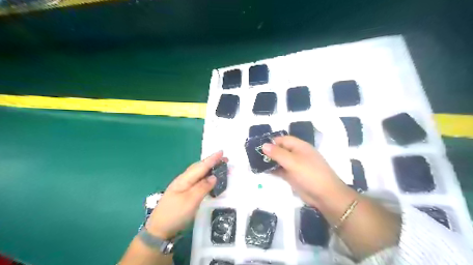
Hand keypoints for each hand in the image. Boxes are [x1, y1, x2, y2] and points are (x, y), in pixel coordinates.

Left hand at [145, 150, 223, 238]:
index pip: (201, 166)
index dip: (212, 159)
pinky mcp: (185, 195)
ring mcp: (183, 188)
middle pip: (200, 168)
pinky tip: (210, 180)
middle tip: (225, 159)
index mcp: (184, 179)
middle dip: (212, 162)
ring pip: (199, 174)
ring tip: (221, 168)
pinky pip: (198, 182)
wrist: (159, 231)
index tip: (222, 152)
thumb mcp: (190, 201)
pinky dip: (206, 178)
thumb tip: (214, 176)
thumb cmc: (175, 214)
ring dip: (210, 170)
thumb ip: (203, 187)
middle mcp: (184, 180)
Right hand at [263, 136, 349, 207]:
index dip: (272, 142)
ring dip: (270, 161)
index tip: (258, 146)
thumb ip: (277, 153)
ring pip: (280, 160)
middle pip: (281, 149)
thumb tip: (263, 145)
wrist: (325, 195)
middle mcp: (297, 154)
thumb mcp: (292, 162)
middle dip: (269, 152)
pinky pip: (281, 170)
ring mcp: (295, 166)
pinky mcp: (293, 176)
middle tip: (254, 155)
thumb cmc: (309, 174)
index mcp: (300, 146)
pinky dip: (273, 170)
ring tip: (255, 162)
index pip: (283, 140)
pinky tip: (263, 171)